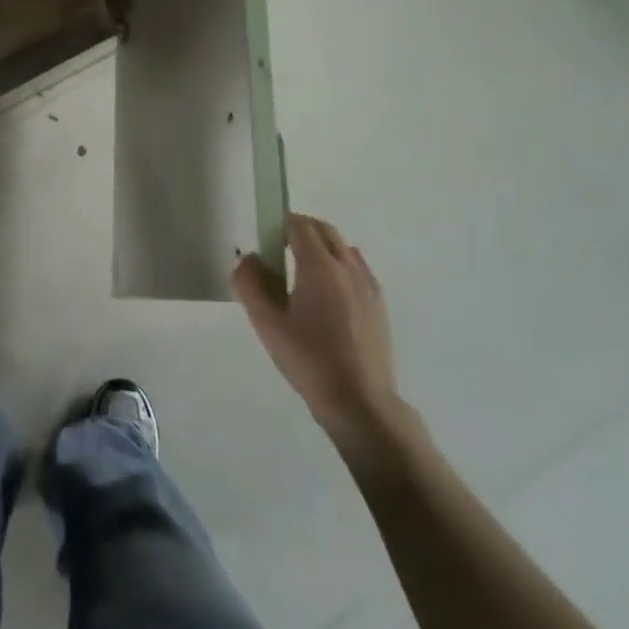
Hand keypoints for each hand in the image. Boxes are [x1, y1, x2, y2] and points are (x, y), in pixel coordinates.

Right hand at [233, 214, 419, 475]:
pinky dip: (339, 265)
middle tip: (278, 253)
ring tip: (302, 276)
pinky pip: (356, 267)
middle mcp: (348, 266)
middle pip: (323, 230)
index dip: (279, 226)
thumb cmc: (310, 361)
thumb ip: (250, 284)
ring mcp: (368, 284)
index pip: (299, 225)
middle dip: (299, 231)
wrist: (361, 404)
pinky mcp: (379, 304)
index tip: (265, 244)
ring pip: (342, 247)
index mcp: (320, 266)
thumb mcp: (267, 324)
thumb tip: (249, 258)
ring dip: (321, 247)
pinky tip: (327, 296)